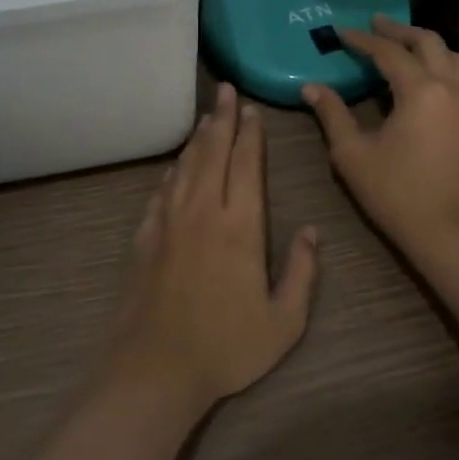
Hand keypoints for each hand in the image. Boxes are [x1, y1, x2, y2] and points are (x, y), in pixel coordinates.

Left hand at [109, 83, 318, 415]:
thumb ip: (303, 272)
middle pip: (213, 151)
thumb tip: (313, 231)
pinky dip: (174, 169)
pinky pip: (162, 189)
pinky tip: (177, 165)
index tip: (252, 109)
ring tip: (207, 116)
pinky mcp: (145, 235)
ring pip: (186, 164)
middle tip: (226, 90)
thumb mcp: (284, 322)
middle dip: (222, 117)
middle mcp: (203, 210)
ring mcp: (169, 220)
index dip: (251, 133)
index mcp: (240, 225)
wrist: (155, 368)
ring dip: (198, 137)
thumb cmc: (226, 347)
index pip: (247, 164)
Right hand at [301, 16, 458, 255]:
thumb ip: (332, 114)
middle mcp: (448, 87)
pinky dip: (442, 61)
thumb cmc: (396, 193)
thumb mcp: (352, 154)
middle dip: (398, 30)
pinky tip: (424, 73)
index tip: (339, 32)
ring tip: (403, 43)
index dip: (362, 39)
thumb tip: (311, 87)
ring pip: (452, 55)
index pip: (388, 52)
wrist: (448, 232)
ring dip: (426, 42)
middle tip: (374, 23)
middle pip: (427, 42)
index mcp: (419, 91)